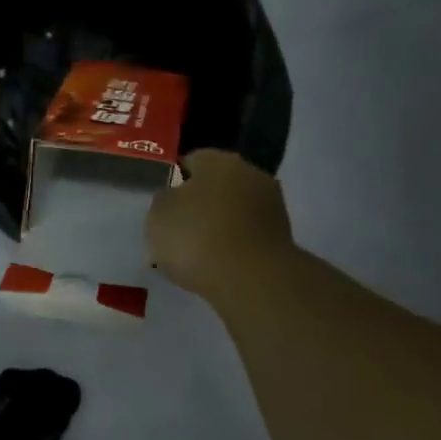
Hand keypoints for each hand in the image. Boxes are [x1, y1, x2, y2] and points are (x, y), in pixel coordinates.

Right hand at [147, 149, 295, 299]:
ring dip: (219, 226)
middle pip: (216, 185)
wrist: (251, 279)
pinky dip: (234, 246)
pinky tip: (219, 265)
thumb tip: (174, 196)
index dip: (173, 183)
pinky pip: (247, 235)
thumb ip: (164, 200)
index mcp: (218, 160)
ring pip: (234, 211)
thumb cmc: (196, 238)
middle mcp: (250, 173)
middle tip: (179, 232)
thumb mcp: (158, 216)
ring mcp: (271, 204)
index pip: (190, 162)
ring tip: (197, 254)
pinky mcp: (282, 235)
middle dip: (200, 205)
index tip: (163, 208)